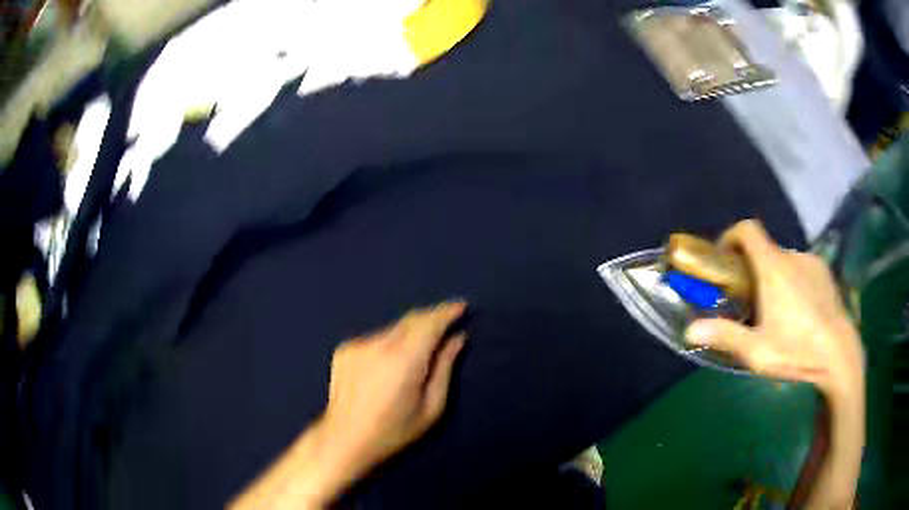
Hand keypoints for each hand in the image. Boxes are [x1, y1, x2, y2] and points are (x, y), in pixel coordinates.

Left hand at [322, 301, 467, 470]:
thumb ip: (445, 369)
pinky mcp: (344, 349)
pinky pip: (376, 338)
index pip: (429, 323)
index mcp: (403, 361)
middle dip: (431, 319)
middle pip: (411, 320)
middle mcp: (378, 345)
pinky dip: (390, 344)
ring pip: (393, 329)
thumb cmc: (394, 431)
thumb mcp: (431, 408)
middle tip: (447, 327)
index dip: (447, 312)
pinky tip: (388, 366)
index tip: (462, 307)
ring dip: (410, 334)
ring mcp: (358, 345)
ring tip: (416, 354)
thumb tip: (457, 339)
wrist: (344, 440)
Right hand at [684, 220, 863, 402]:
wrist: (839, 354)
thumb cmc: (797, 351)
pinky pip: (802, 268)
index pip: (748, 230)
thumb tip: (689, 331)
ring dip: (775, 276)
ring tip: (778, 310)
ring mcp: (811, 261)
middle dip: (753, 268)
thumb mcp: (757, 352)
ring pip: (784, 261)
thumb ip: (725, 336)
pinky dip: (794, 280)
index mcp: (773, 267)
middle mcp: (792, 256)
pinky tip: (800, 310)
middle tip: (750, 300)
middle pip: (765, 249)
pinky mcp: (825, 271)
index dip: (732, 236)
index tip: (725, 258)